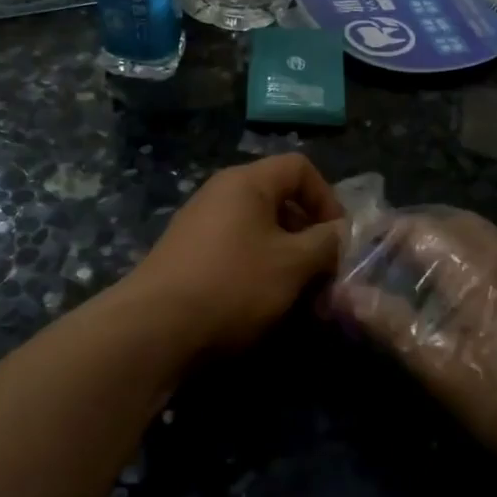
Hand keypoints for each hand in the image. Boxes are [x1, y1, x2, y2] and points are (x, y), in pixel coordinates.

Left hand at [131, 154, 345, 354]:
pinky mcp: (187, 255)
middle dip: (308, 234)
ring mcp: (200, 224)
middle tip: (323, 272)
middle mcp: (220, 193)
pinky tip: (264, 303)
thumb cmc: (233, 284)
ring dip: (286, 257)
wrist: (154, 328)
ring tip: (299, 294)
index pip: (300, 167)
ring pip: (259, 230)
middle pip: (279, 199)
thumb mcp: (293, 264)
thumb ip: (326, 242)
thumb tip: (342, 233)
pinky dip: (258, 269)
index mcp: (246, 182)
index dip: (327, 197)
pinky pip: (236, 250)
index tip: (338, 237)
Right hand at [332, 210, 496, 467]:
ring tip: (415, 272)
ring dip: (441, 241)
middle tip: (380, 257)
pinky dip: (468, 257)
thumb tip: (343, 291)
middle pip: (450, 222)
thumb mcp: (444, 370)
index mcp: (474, 267)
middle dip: (410, 230)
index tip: (352, 249)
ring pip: (479, 236)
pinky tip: (466, 294)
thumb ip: (392, 325)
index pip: (416, 227)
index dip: (380, 232)